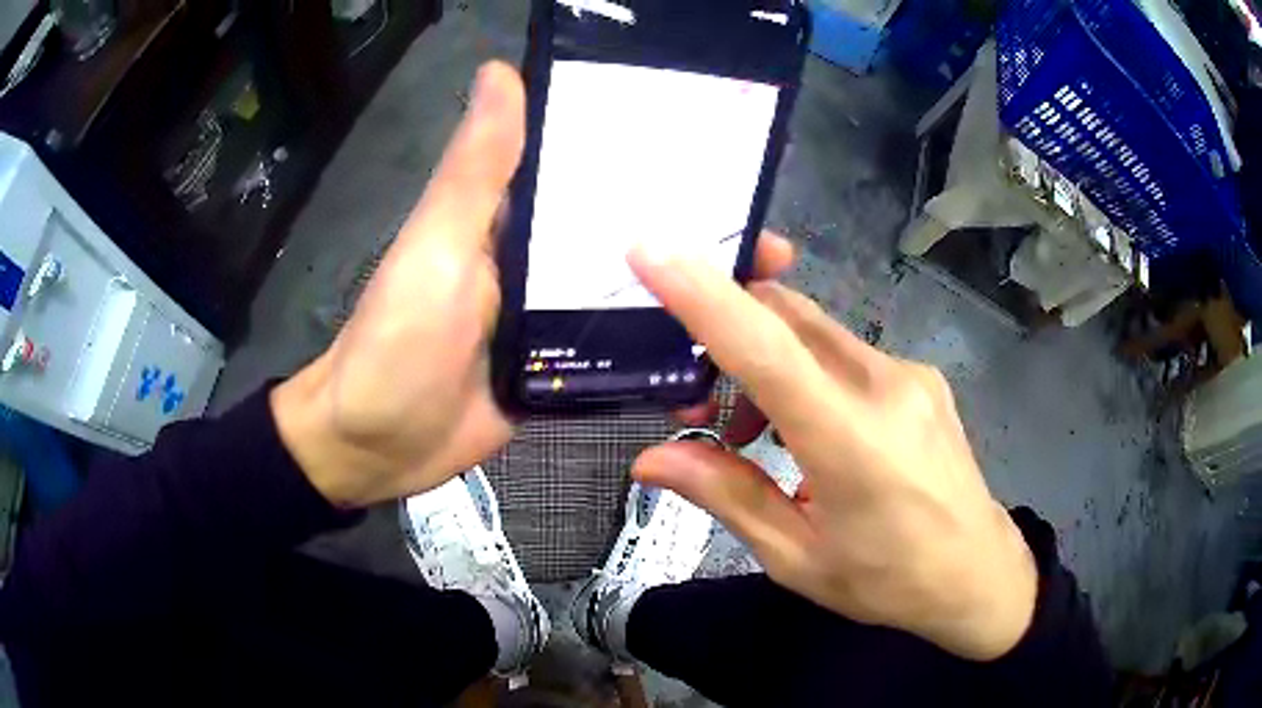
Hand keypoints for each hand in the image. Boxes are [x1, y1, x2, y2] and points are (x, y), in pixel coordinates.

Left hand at [269, 62, 797, 508]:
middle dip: (700, 237)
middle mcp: (542, 261)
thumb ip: (476, 171)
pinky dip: (663, 352)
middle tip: (770, 246)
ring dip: (692, 295)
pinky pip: (621, 355)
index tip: (730, 163)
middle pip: (632, 237)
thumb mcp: (435, 248)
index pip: (597, 173)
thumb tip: (501, 71)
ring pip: (635, 296)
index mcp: (516, 218)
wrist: (375, 447)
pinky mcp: (561, 373)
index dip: (660, 163)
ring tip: (762, 300)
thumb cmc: (396, 343)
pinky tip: (715, 356)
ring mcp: (555, 322)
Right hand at [629, 250, 1038, 660]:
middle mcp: (885, 386)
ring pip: (812, 331)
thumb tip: (653, 460)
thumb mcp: (798, 558)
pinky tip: (801, 428)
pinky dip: (802, 372)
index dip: (705, 296)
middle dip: (725, 331)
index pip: (767, 349)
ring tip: (746, 433)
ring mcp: (909, 374)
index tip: (650, 252)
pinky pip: (843, 353)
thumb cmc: (889, 581)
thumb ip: (728, 496)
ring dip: (764, 360)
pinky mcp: (919, 377)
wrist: (978, 575)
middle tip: (691, 398)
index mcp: (852, 442)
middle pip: (786, 316)